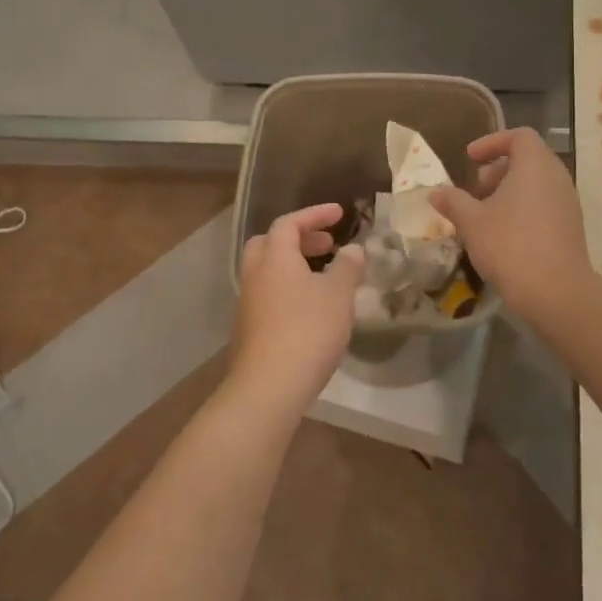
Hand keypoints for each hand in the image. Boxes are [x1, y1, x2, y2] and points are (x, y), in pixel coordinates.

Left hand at [228, 203, 362, 423]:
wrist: (268, 386)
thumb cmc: (307, 330)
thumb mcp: (337, 295)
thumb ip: (347, 267)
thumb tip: (353, 250)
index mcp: (274, 257)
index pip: (290, 222)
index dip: (315, 214)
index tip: (339, 213)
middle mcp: (255, 273)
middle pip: (271, 242)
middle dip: (300, 238)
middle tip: (328, 244)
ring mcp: (248, 301)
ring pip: (269, 269)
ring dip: (294, 263)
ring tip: (324, 275)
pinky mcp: (249, 327)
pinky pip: (269, 292)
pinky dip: (289, 286)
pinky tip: (311, 306)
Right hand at [432, 128, 592, 324]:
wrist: (556, 292)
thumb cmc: (510, 245)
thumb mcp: (472, 221)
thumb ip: (453, 201)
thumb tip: (435, 192)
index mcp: (535, 165)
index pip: (519, 136)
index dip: (492, 142)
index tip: (470, 159)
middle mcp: (557, 177)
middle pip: (528, 159)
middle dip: (497, 170)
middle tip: (474, 191)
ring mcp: (568, 203)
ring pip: (536, 184)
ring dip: (508, 192)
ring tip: (484, 215)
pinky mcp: (571, 228)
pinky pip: (544, 205)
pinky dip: (523, 208)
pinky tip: (502, 235)